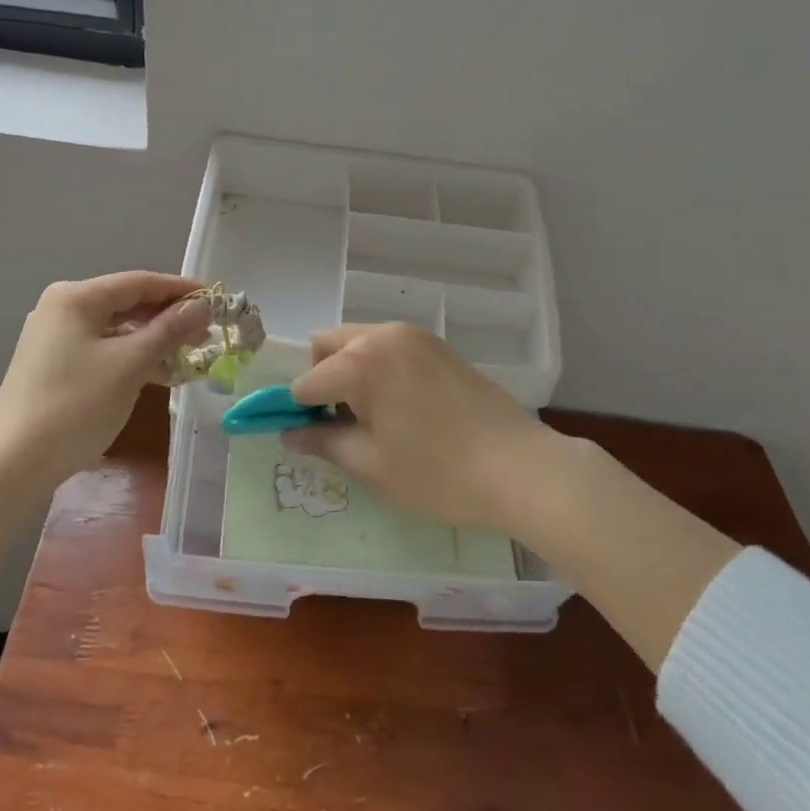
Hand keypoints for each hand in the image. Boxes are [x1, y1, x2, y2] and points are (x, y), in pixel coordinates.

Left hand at [0, 271, 209, 493]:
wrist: (13, 464)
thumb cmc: (75, 404)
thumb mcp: (130, 364)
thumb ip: (169, 330)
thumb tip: (202, 307)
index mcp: (77, 297)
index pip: (139, 282)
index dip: (180, 290)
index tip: (215, 299)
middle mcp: (62, 308)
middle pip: (127, 303)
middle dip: (168, 317)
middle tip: (205, 333)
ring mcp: (55, 337)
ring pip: (116, 329)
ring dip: (152, 340)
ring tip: (188, 356)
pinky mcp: (53, 365)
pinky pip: (103, 349)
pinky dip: (131, 357)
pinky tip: (158, 374)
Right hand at [284, 323, 562, 535]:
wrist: (520, 468)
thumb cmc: (438, 474)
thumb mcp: (372, 466)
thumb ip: (324, 442)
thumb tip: (289, 433)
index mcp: (360, 362)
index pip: (306, 382)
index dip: (296, 412)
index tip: (303, 438)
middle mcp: (383, 336)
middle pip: (327, 346)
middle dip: (320, 380)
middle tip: (337, 424)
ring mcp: (414, 336)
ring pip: (358, 342)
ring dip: (348, 371)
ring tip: (371, 418)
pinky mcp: (437, 345)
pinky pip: (389, 347)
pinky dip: (378, 367)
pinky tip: (400, 407)